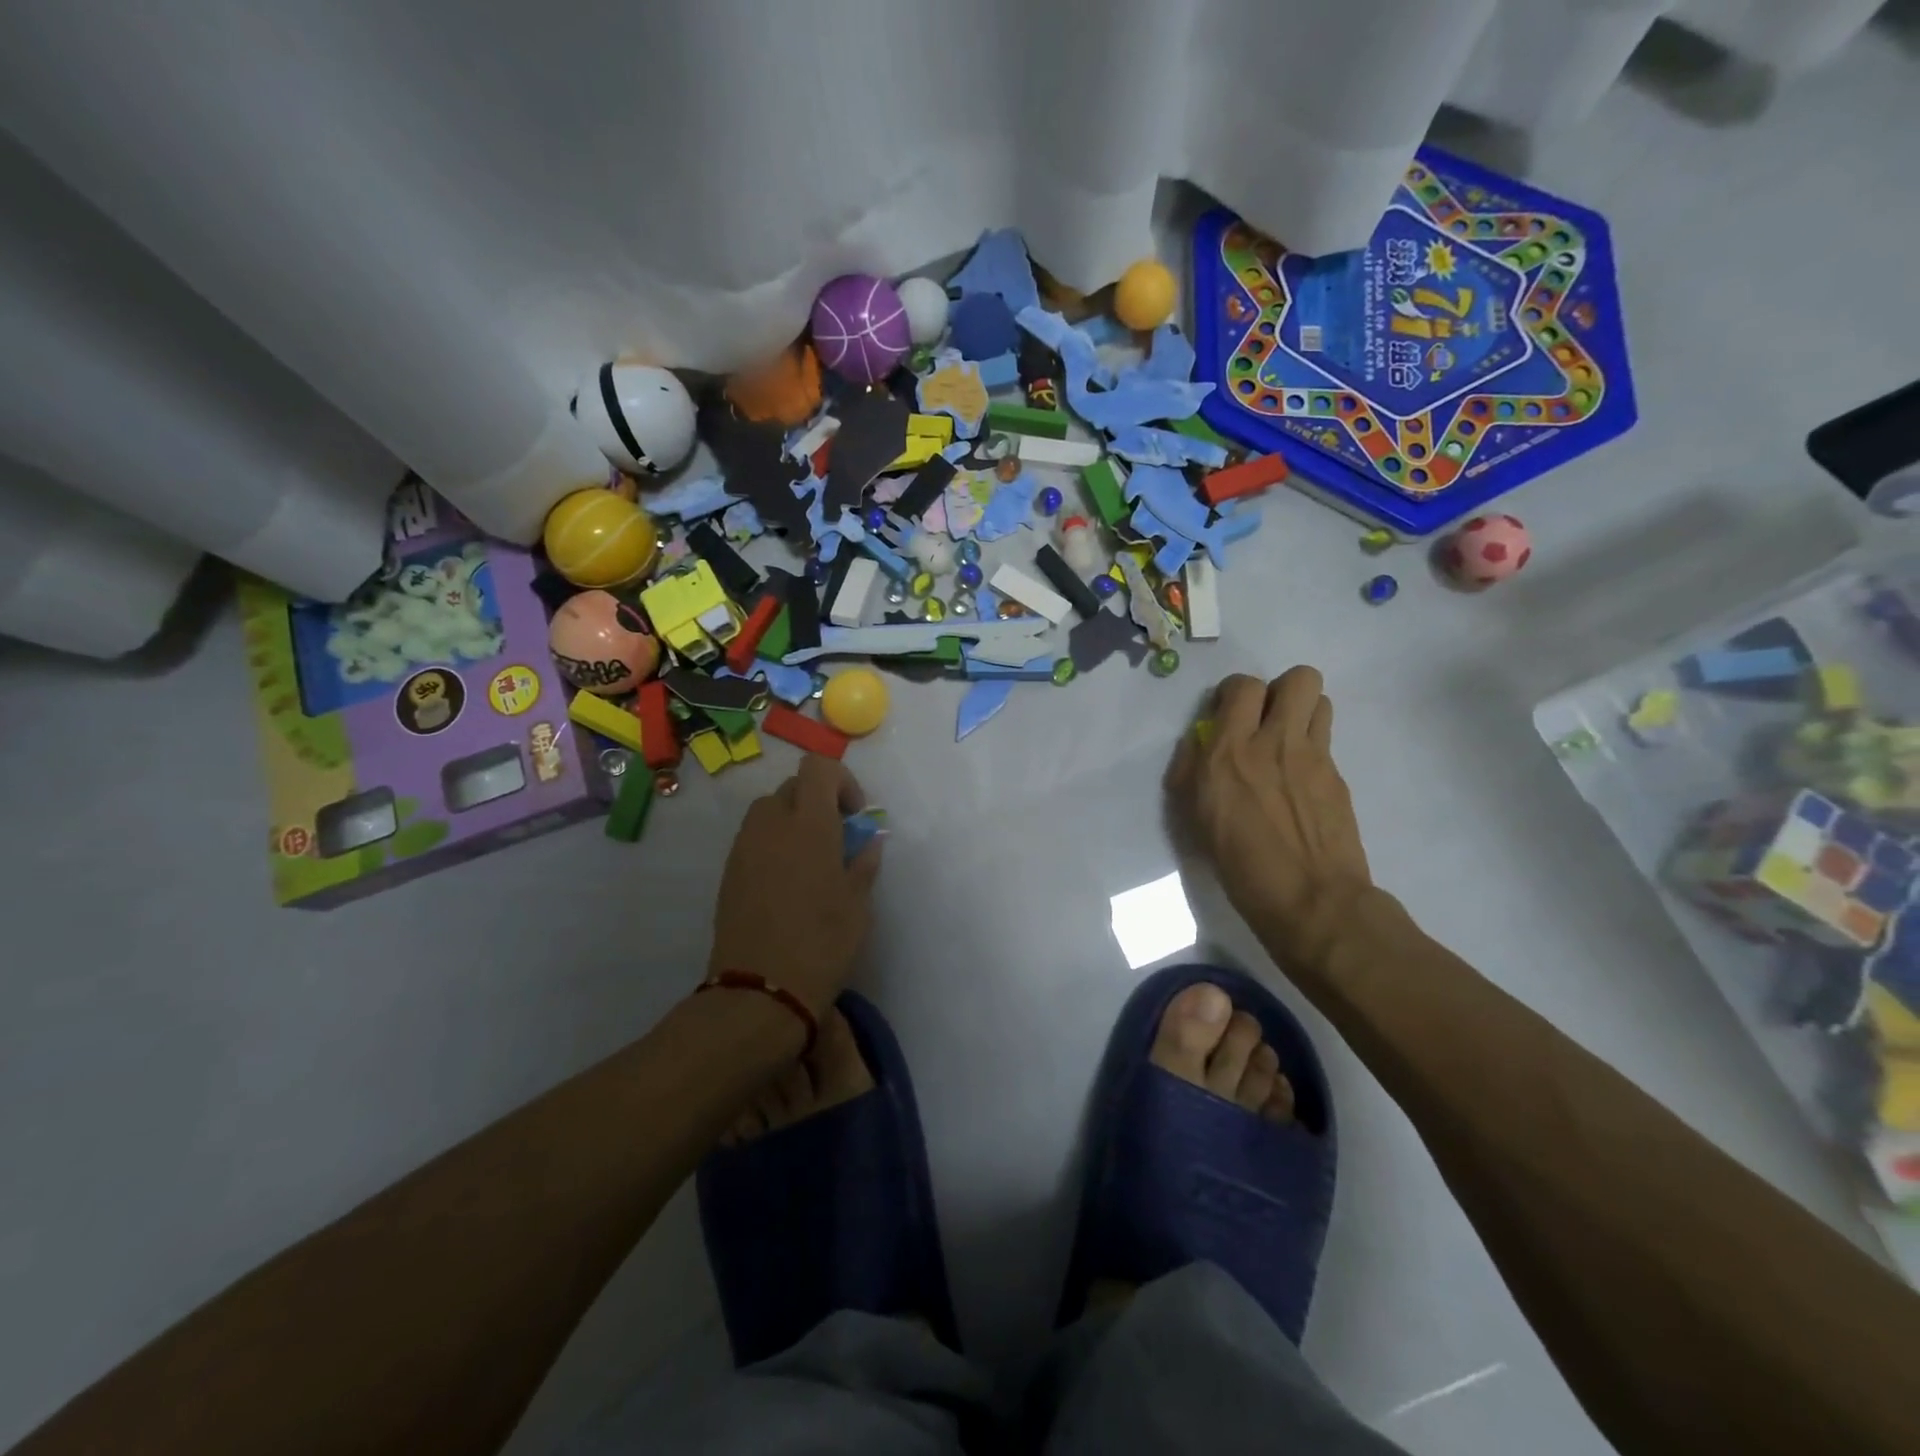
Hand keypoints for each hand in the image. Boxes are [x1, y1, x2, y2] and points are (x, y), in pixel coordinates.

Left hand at [708, 755, 881, 1012]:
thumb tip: (870, 840)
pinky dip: (773, 843)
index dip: (841, 780)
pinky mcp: (729, 872)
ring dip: (792, 820)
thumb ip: (864, 863)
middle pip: (793, 787)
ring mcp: (745, 847)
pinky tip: (788, 882)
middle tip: (837, 837)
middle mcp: (772, 825)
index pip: (818, 768)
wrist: (761, 990)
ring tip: (811, 859)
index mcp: (810, 825)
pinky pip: (754, 839)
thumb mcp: (857, 904)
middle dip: (817, 801)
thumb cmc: (822, 943)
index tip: (854, 814)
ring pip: (768, 810)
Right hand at [1167, 668, 1372, 972]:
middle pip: (1298, 678)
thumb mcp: (1196, 818)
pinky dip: (1312, 748)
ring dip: (1302, 712)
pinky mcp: (1338, 776)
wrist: (1310, 901)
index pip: (1241, 686)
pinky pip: (1326, 739)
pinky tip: (1301, 782)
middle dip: (1280, 690)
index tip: (1227, 716)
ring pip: (1320, 699)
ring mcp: (1314, 757)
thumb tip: (1201, 744)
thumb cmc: (1240, 867)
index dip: (1234, 694)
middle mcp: (1274, 742)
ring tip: (1287, 742)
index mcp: (1229, 752)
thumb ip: (1194, 771)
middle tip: (1265, 720)